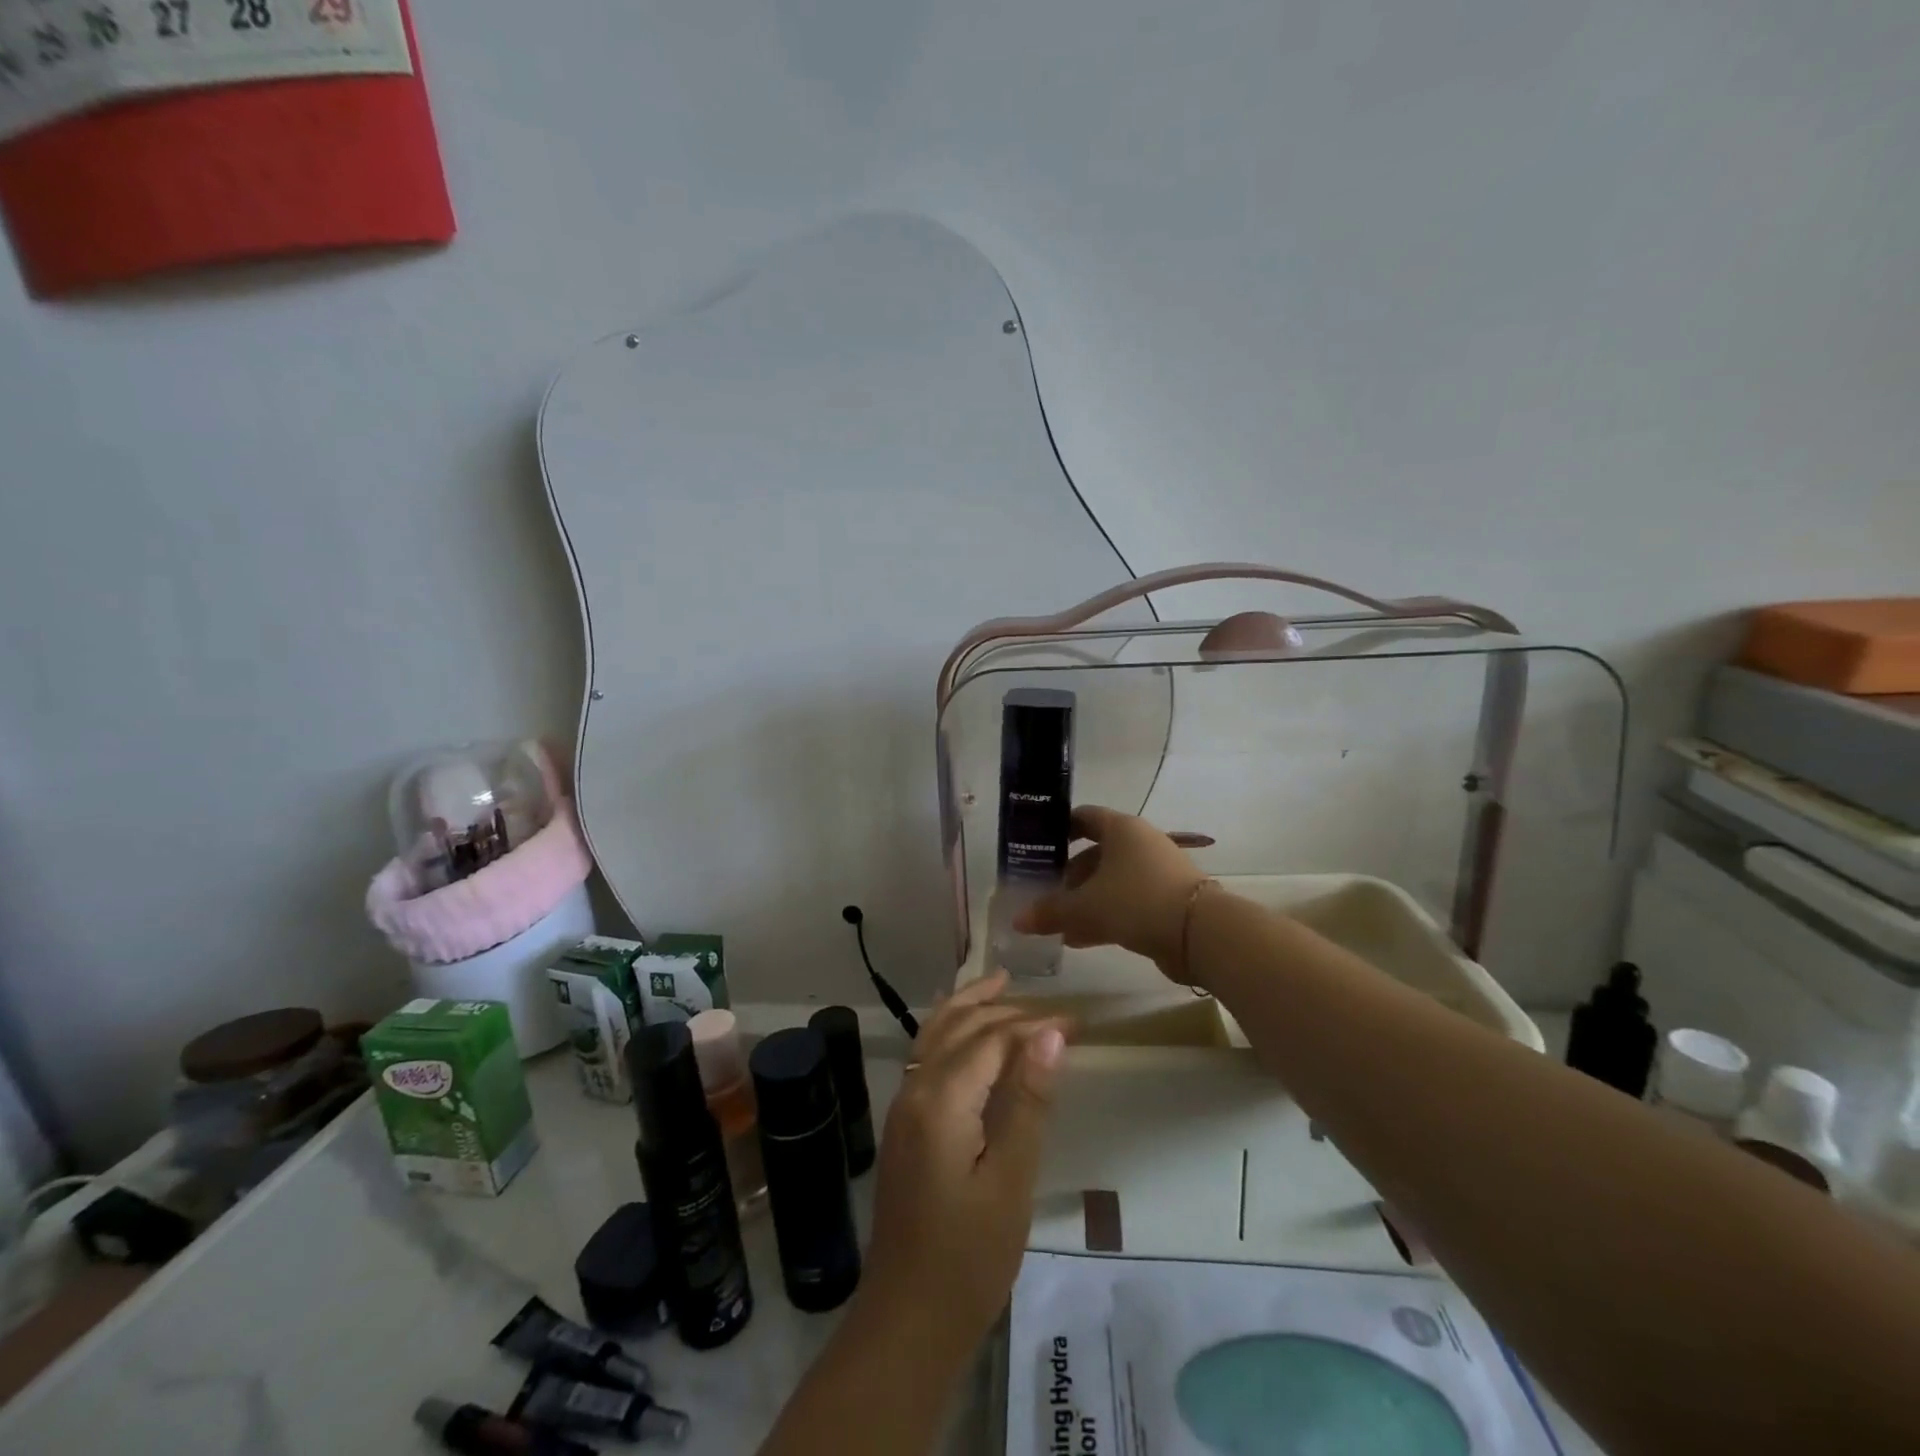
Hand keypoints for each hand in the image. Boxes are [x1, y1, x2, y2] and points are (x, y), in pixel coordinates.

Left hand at [857, 972, 1066, 1356]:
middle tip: (1053, 1011)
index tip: (1078, 1023)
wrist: (907, 1320)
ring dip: (969, 1006)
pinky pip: (926, 1055)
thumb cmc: (969, 1258)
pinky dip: (948, 1029)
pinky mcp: (903, 1124)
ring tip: (1001, 983)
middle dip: (1006, 1010)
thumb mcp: (1011, 1181)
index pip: (993, 1039)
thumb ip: (1029, 1102)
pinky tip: (965, 1031)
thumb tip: (1051, 1034)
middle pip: (961, 1027)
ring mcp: (903, 1105)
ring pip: (935, 1033)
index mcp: (941, 1099)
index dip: (1035, 1025)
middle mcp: (915, 1089)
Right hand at [1013, 806, 1209, 979]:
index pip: (1084, 817)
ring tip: (1058, 923)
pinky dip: (1104, 916)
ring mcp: (1156, 873)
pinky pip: (1126, 903)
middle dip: (1069, 875)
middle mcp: (1140, 844)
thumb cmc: (1137, 901)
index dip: (1059, 829)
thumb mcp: (1086, 906)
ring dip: (1085, 900)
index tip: (1038, 847)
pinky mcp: (1166, 901)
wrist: (1200, 933)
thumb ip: (1051, 911)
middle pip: (1096, 853)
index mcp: (1122, 829)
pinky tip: (1080, 940)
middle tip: (1045, 893)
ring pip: (1111, 881)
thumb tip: (1018, 921)